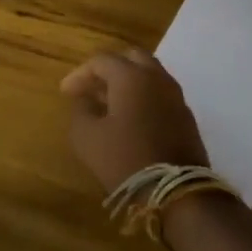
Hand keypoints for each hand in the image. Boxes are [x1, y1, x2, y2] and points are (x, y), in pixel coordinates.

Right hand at [59, 47, 208, 191]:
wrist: (175, 191)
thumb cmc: (124, 158)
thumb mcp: (86, 136)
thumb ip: (81, 110)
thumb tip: (85, 100)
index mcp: (131, 76)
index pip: (101, 60)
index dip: (80, 74)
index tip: (65, 93)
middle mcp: (157, 78)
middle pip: (131, 58)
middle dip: (108, 69)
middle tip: (91, 88)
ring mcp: (176, 97)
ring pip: (149, 75)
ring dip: (127, 83)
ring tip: (108, 104)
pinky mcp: (186, 117)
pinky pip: (160, 95)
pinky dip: (143, 97)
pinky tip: (129, 119)